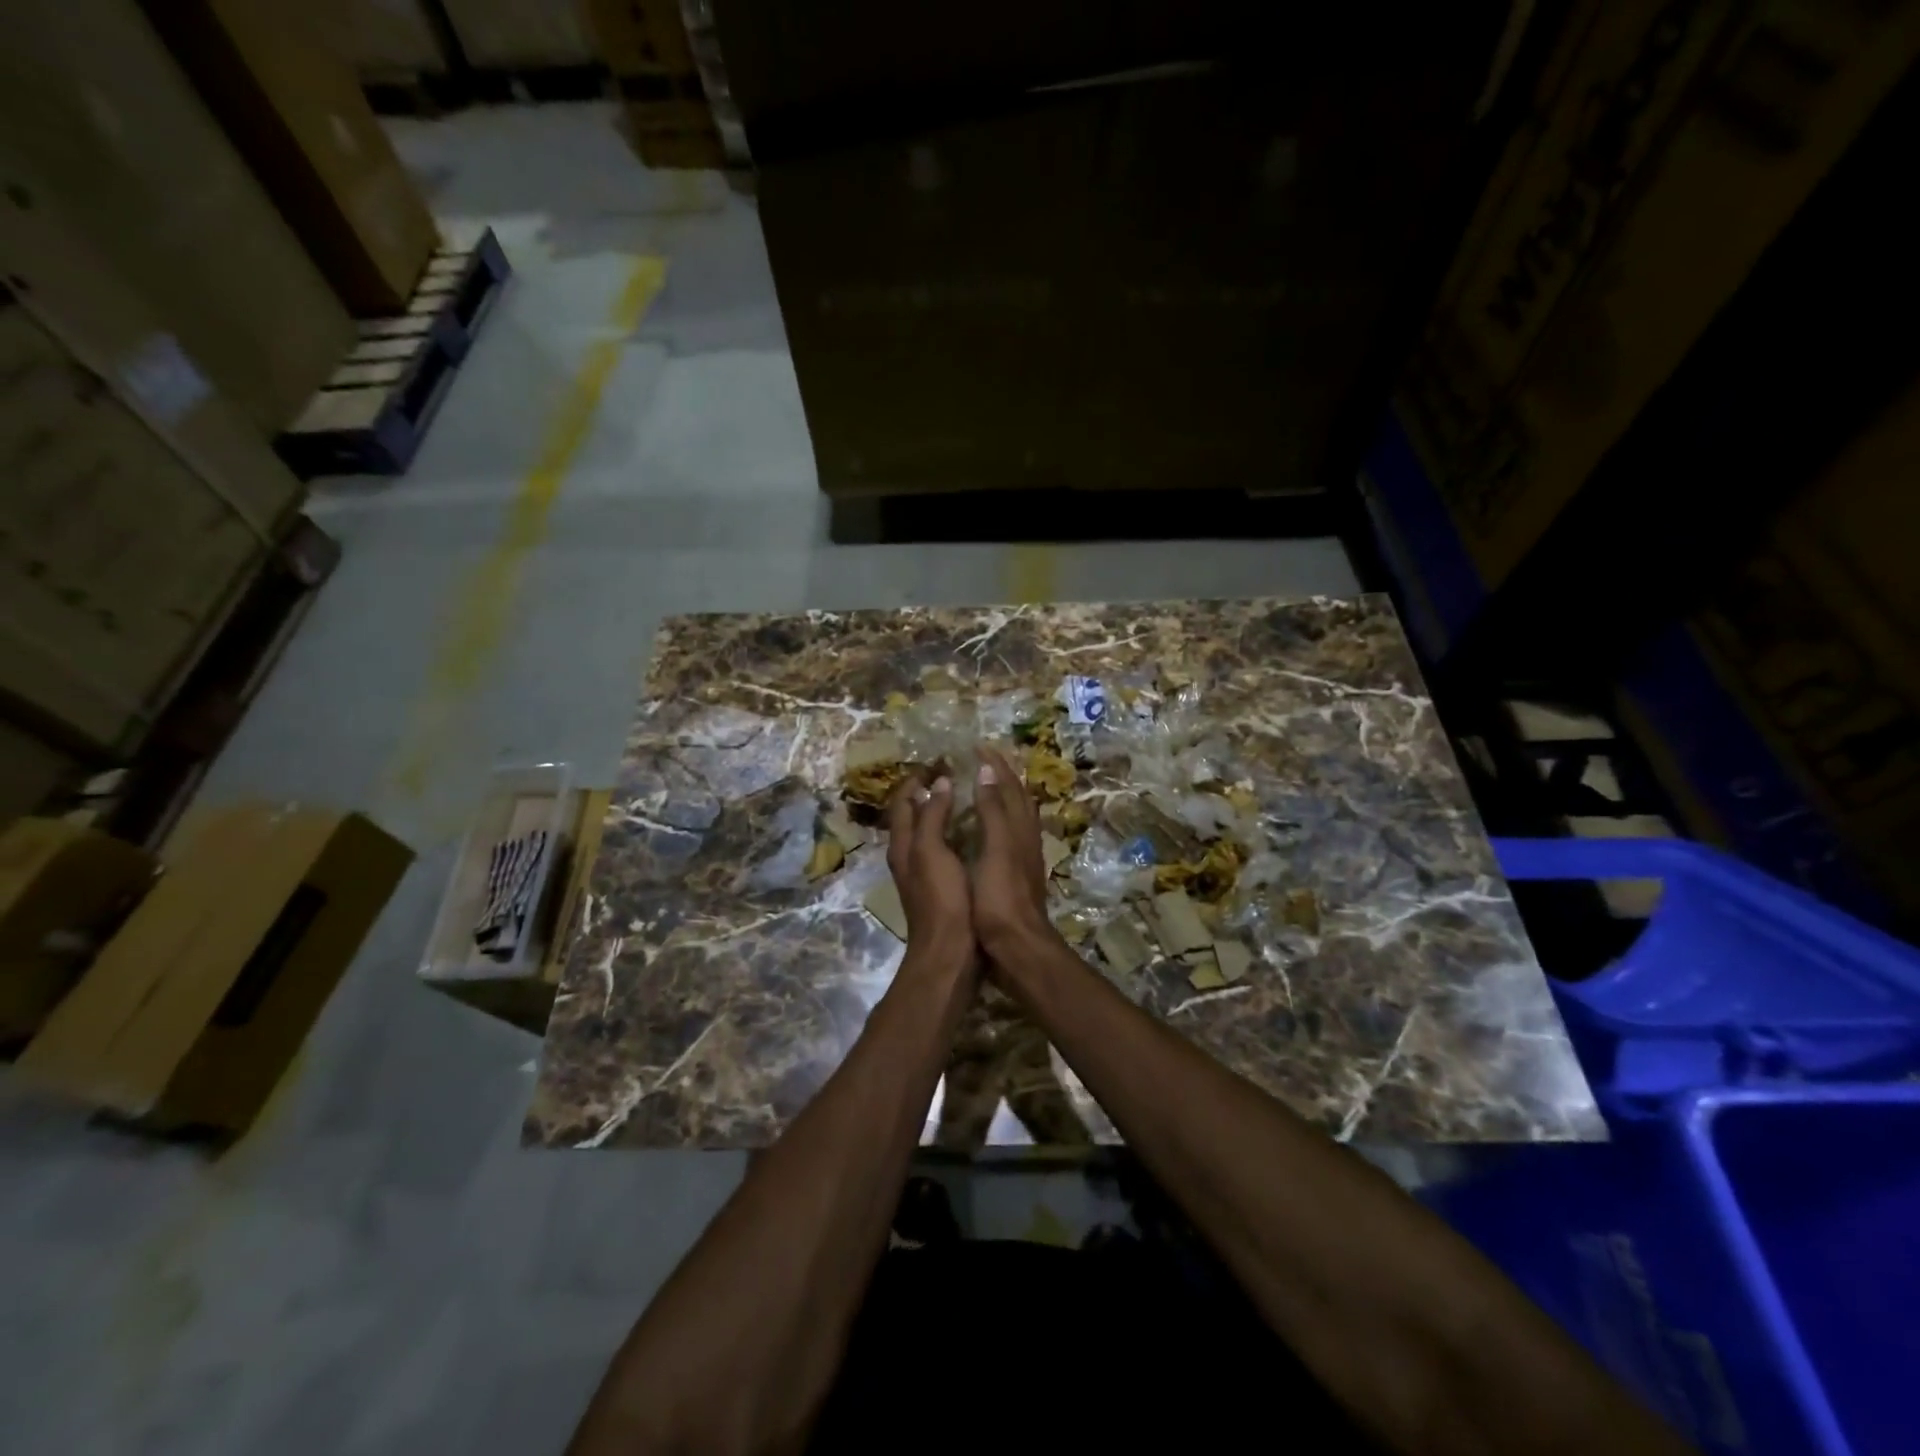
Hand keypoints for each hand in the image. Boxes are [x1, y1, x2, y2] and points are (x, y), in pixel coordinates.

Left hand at [885, 771, 972, 958]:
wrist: (950, 952)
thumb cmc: (941, 899)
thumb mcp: (932, 851)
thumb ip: (932, 816)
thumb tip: (939, 784)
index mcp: (902, 845)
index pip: (902, 802)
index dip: (915, 780)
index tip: (937, 761)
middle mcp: (908, 856)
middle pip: (912, 815)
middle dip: (926, 792)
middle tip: (951, 774)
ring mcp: (923, 872)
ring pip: (927, 832)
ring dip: (939, 811)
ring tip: (963, 795)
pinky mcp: (941, 886)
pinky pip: (942, 847)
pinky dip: (952, 831)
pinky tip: (971, 830)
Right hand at [970, 747, 1056, 957]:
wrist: (1018, 946)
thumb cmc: (1000, 898)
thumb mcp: (995, 850)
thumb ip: (992, 810)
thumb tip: (987, 770)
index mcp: (1018, 829)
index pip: (1009, 786)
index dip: (995, 765)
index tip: (978, 746)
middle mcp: (1026, 838)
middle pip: (1018, 798)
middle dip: (1003, 776)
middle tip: (984, 760)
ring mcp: (1024, 858)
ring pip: (1017, 817)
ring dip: (1004, 796)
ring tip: (988, 787)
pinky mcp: (1018, 876)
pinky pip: (1010, 836)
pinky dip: (1000, 821)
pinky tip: (990, 831)